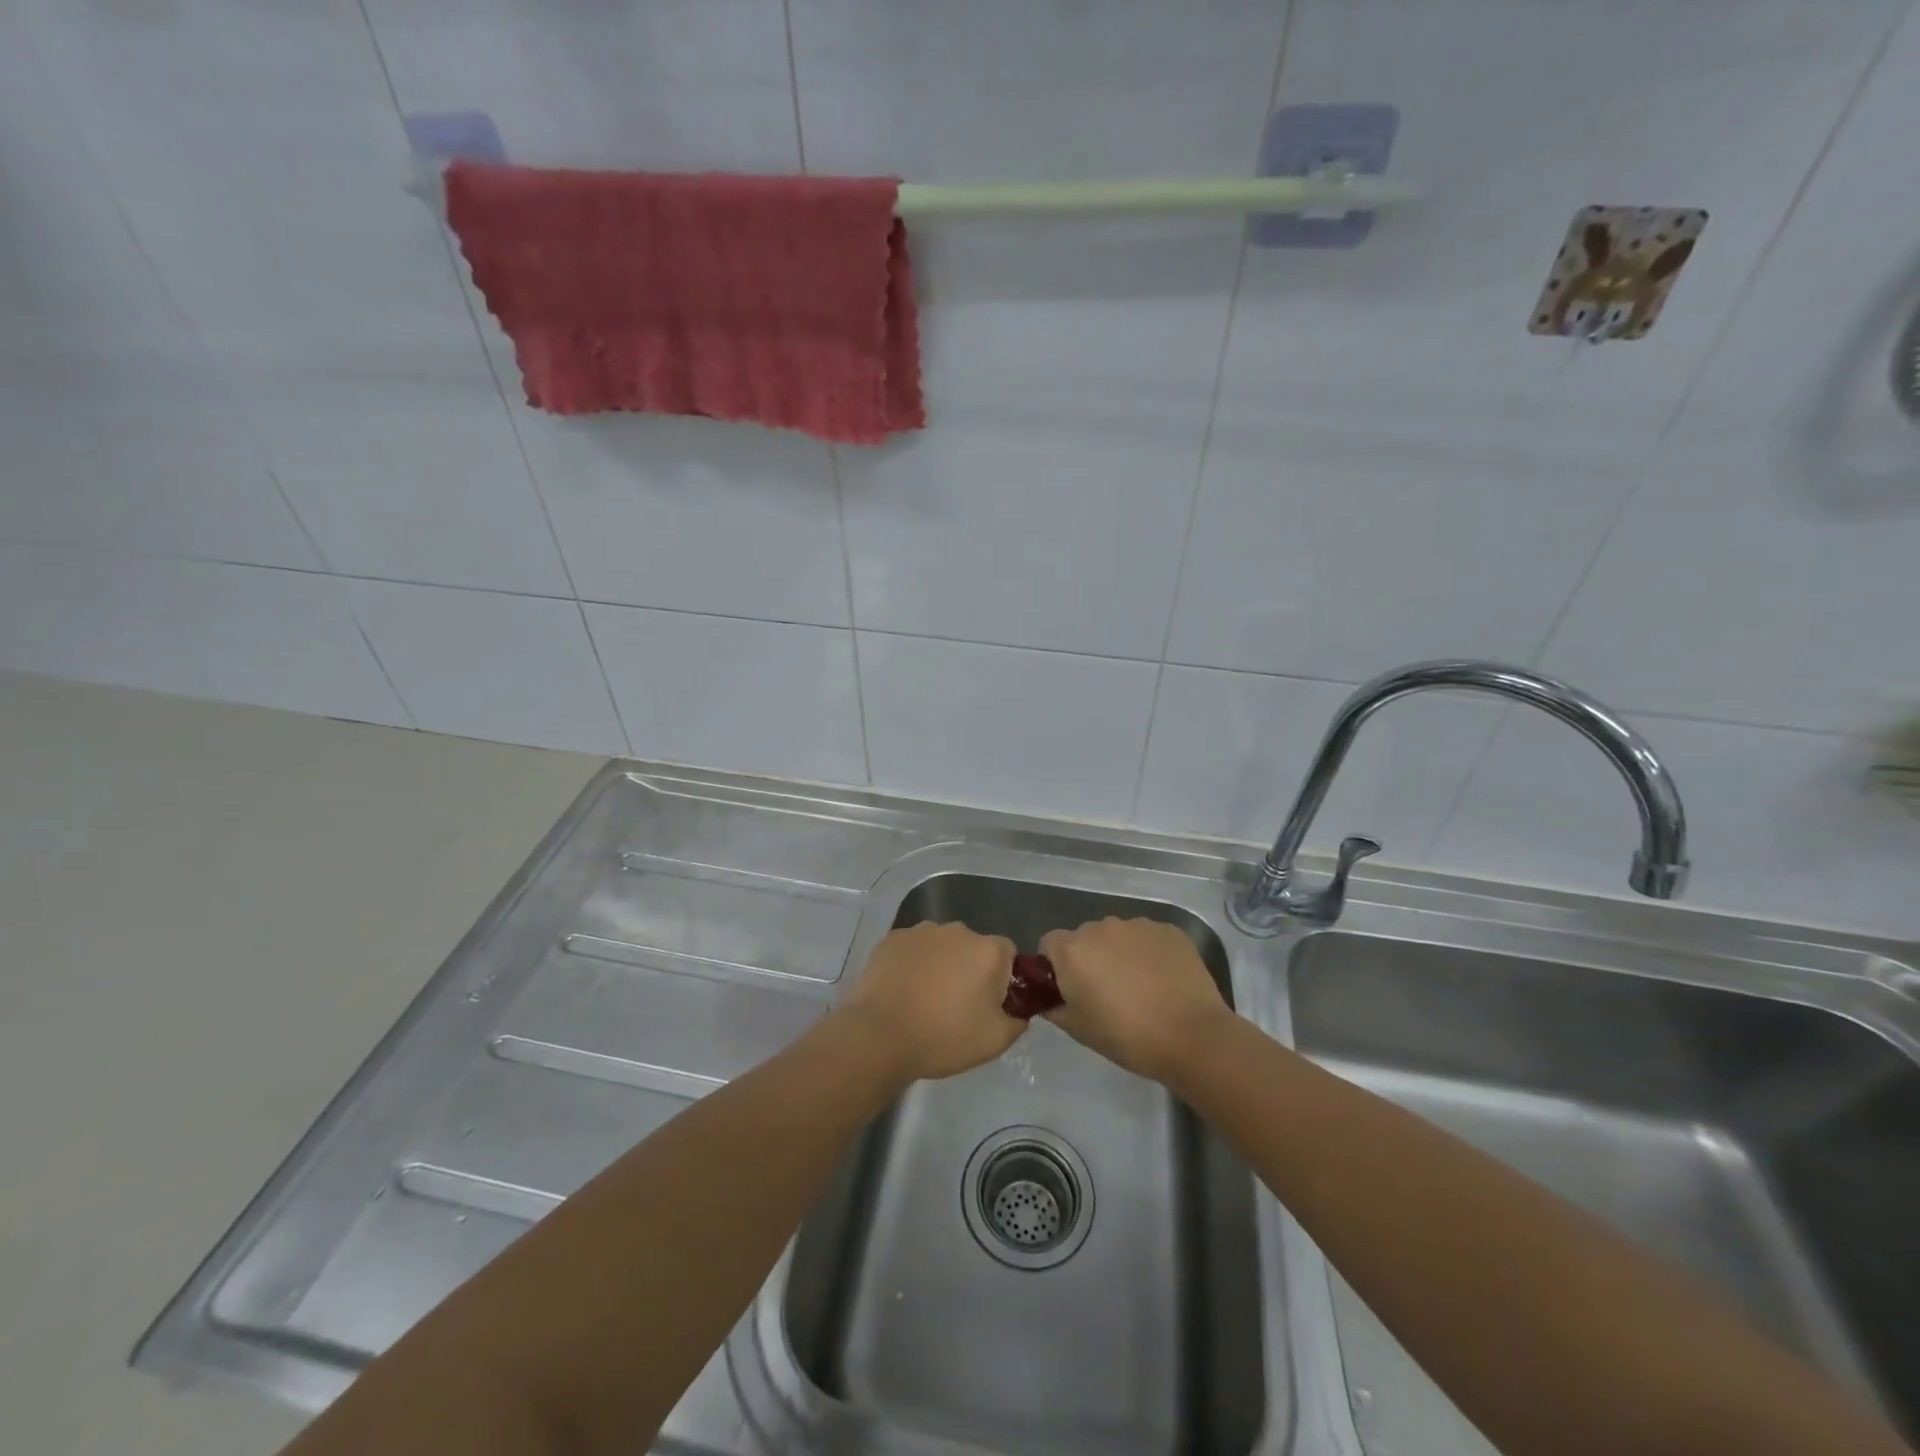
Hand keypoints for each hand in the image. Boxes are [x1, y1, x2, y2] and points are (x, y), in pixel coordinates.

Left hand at [839, 922, 1024, 1081]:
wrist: (879, 1035)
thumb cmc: (943, 1037)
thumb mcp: (995, 1041)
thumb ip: (1018, 1020)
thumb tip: (1017, 1010)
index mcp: (988, 950)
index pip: (1008, 954)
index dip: (1002, 979)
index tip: (989, 1004)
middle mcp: (958, 930)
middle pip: (974, 947)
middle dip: (970, 969)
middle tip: (956, 1005)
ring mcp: (922, 931)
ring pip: (942, 946)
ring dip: (941, 964)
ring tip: (925, 999)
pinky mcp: (892, 938)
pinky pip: (913, 948)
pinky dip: (913, 963)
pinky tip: (902, 990)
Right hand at [1040, 917, 1230, 1081]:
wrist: (1192, 1036)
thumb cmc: (1127, 1036)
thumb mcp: (1078, 1029)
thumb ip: (1054, 1007)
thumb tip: (1048, 999)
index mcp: (1073, 950)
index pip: (1050, 944)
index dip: (1056, 966)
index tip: (1071, 989)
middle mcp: (1102, 927)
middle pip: (1086, 937)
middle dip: (1091, 958)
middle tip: (1106, 992)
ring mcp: (1138, 925)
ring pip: (1118, 935)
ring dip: (1120, 953)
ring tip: (1140, 988)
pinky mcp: (1169, 930)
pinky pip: (1148, 938)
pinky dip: (1149, 954)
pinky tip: (1163, 981)